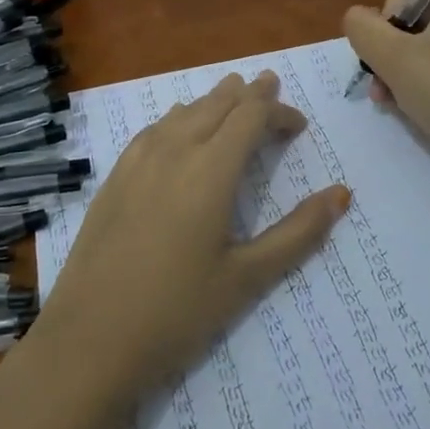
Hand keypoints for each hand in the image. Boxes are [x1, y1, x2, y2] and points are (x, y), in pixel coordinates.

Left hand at [32, 71, 349, 408]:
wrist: (88, 341)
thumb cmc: (176, 313)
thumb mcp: (246, 278)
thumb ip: (297, 233)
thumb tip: (341, 195)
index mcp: (210, 170)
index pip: (250, 117)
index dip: (277, 111)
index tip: (298, 125)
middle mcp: (173, 151)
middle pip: (216, 104)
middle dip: (247, 95)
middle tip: (269, 87)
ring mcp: (137, 162)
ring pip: (182, 112)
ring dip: (212, 101)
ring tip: (231, 96)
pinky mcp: (114, 178)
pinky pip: (154, 129)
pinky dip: (178, 118)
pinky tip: (178, 128)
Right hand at [343, 0, 429, 190]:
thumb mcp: (392, 58)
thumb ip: (361, 27)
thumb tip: (358, 18)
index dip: (388, 9)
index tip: (396, 47)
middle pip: (411, 4)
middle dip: (389, 42)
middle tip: (382, 79)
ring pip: (423, 33)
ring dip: (398, 62)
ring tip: (388, 97)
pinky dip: (421, 72)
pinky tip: (407, 102)